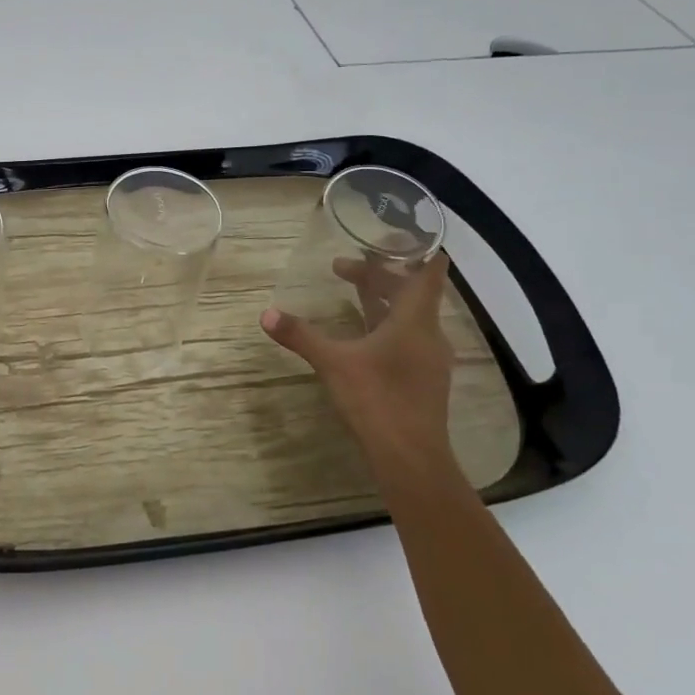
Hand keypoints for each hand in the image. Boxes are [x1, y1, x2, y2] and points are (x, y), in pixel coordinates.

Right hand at [260, 252, 456, 476]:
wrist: (412, 459)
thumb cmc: (377, 400)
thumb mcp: (333, 363)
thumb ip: (301, 335)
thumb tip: (266, 314)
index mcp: (414, 321)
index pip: (429, 274)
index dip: (419, 252)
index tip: (398, 236)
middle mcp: (428, 334)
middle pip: (410, 293)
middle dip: (378, 276)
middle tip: (342, 267)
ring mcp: (429, 359)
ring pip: (409, 316)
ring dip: (382, 300)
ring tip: (351, 290)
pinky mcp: (423, 379)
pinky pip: (407, 337)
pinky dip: (386, 324)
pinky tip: (363, 333)